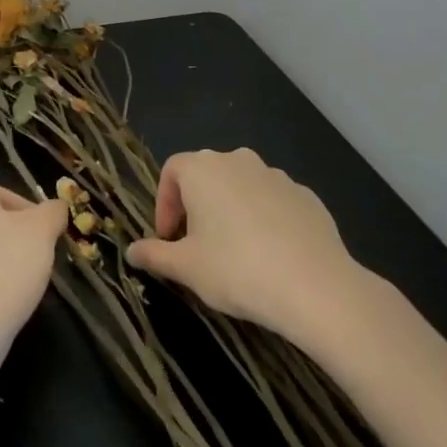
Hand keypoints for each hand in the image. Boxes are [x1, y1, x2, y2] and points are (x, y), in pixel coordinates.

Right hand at [128, 148, 372, 343]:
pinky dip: (264, 219)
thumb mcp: (186, 268)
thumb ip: (155, 255)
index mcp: (203, 169)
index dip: (164, 204)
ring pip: (242, 187)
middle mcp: (238, 160)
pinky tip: (270, 254)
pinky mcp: (306, 195)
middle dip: (196, 206)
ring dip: (231, 210)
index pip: (172, 172)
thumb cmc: (236, 270)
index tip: (169, 238)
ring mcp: (276, 175)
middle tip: (197, 245)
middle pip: (207, 175)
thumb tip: (131, 251)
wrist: (315, 286)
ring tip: (235, 251)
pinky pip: (273, 201)